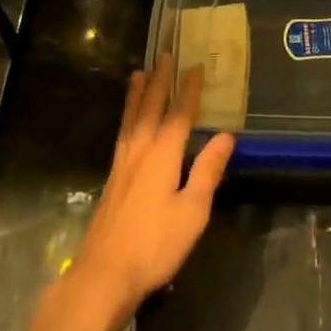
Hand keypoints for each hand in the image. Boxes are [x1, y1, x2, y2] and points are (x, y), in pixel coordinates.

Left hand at [74, 57, 234, 313]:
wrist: (105, 274)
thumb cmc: (155, 244)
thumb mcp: (193, 211)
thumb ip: (207, 170)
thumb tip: (225, 135)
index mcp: (162, 156)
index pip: (179, 116)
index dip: (189, 91)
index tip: (196, 67)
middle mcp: (139, 152)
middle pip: (150, 109)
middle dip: (160, 82)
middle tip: (164, 55)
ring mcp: (122, 166)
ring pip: (131, 120)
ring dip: (138, 95)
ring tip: (139, 74)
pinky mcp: (113, 180)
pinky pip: (122, 135)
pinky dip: (127, 117)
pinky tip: (128, 123)